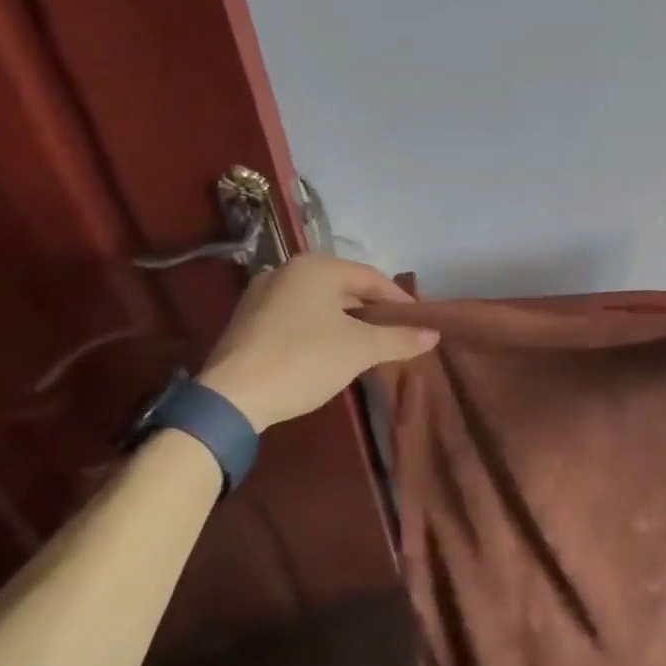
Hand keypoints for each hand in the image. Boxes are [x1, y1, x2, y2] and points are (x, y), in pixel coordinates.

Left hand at [197, 255, 438, 431]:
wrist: (232, 397)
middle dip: (371, 310)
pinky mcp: (247, 319)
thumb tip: (434, 334)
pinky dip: (318, 327)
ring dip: (344, 320)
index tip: (418, 322)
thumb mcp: (360, 350)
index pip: (371, 278)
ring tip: (365, 343)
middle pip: (343, 287)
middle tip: (394, 333)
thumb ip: (399, 339)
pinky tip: (327, 350)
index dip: (399, 301)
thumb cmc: (304, 361)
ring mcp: (262, 293)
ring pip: (318, 302)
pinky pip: (295, 315)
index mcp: (316, 267)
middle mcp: (287, 270)